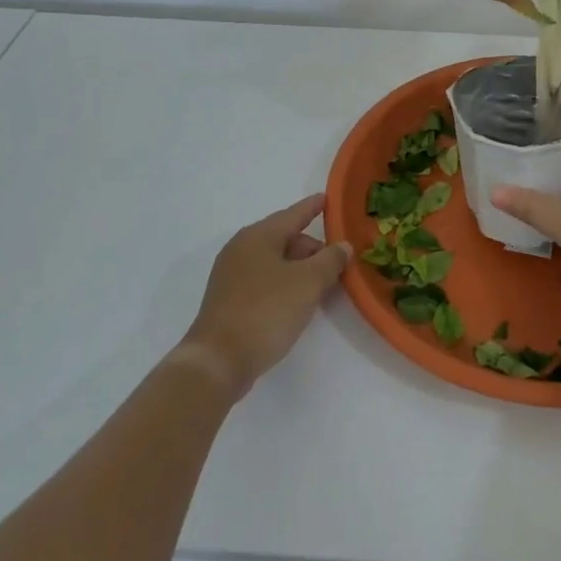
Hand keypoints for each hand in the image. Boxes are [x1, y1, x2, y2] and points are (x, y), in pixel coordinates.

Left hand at [175, 194, 350, 399]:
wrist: (218, 362)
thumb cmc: (265, 312)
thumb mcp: (308, 283)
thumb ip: (330, 261)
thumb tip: (342, 247)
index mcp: (258, 236)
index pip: (293, 214)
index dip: (314, 207)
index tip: (329, 199)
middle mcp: (242, 249)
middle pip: (285, 239)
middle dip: (313, 249)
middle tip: (339, 263)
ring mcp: (232, 276)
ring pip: (276, 262)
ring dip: (301, 270)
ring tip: (324, 285)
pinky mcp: (230, 301)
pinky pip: (265, 281)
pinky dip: (286, 285)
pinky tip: (299, 303)